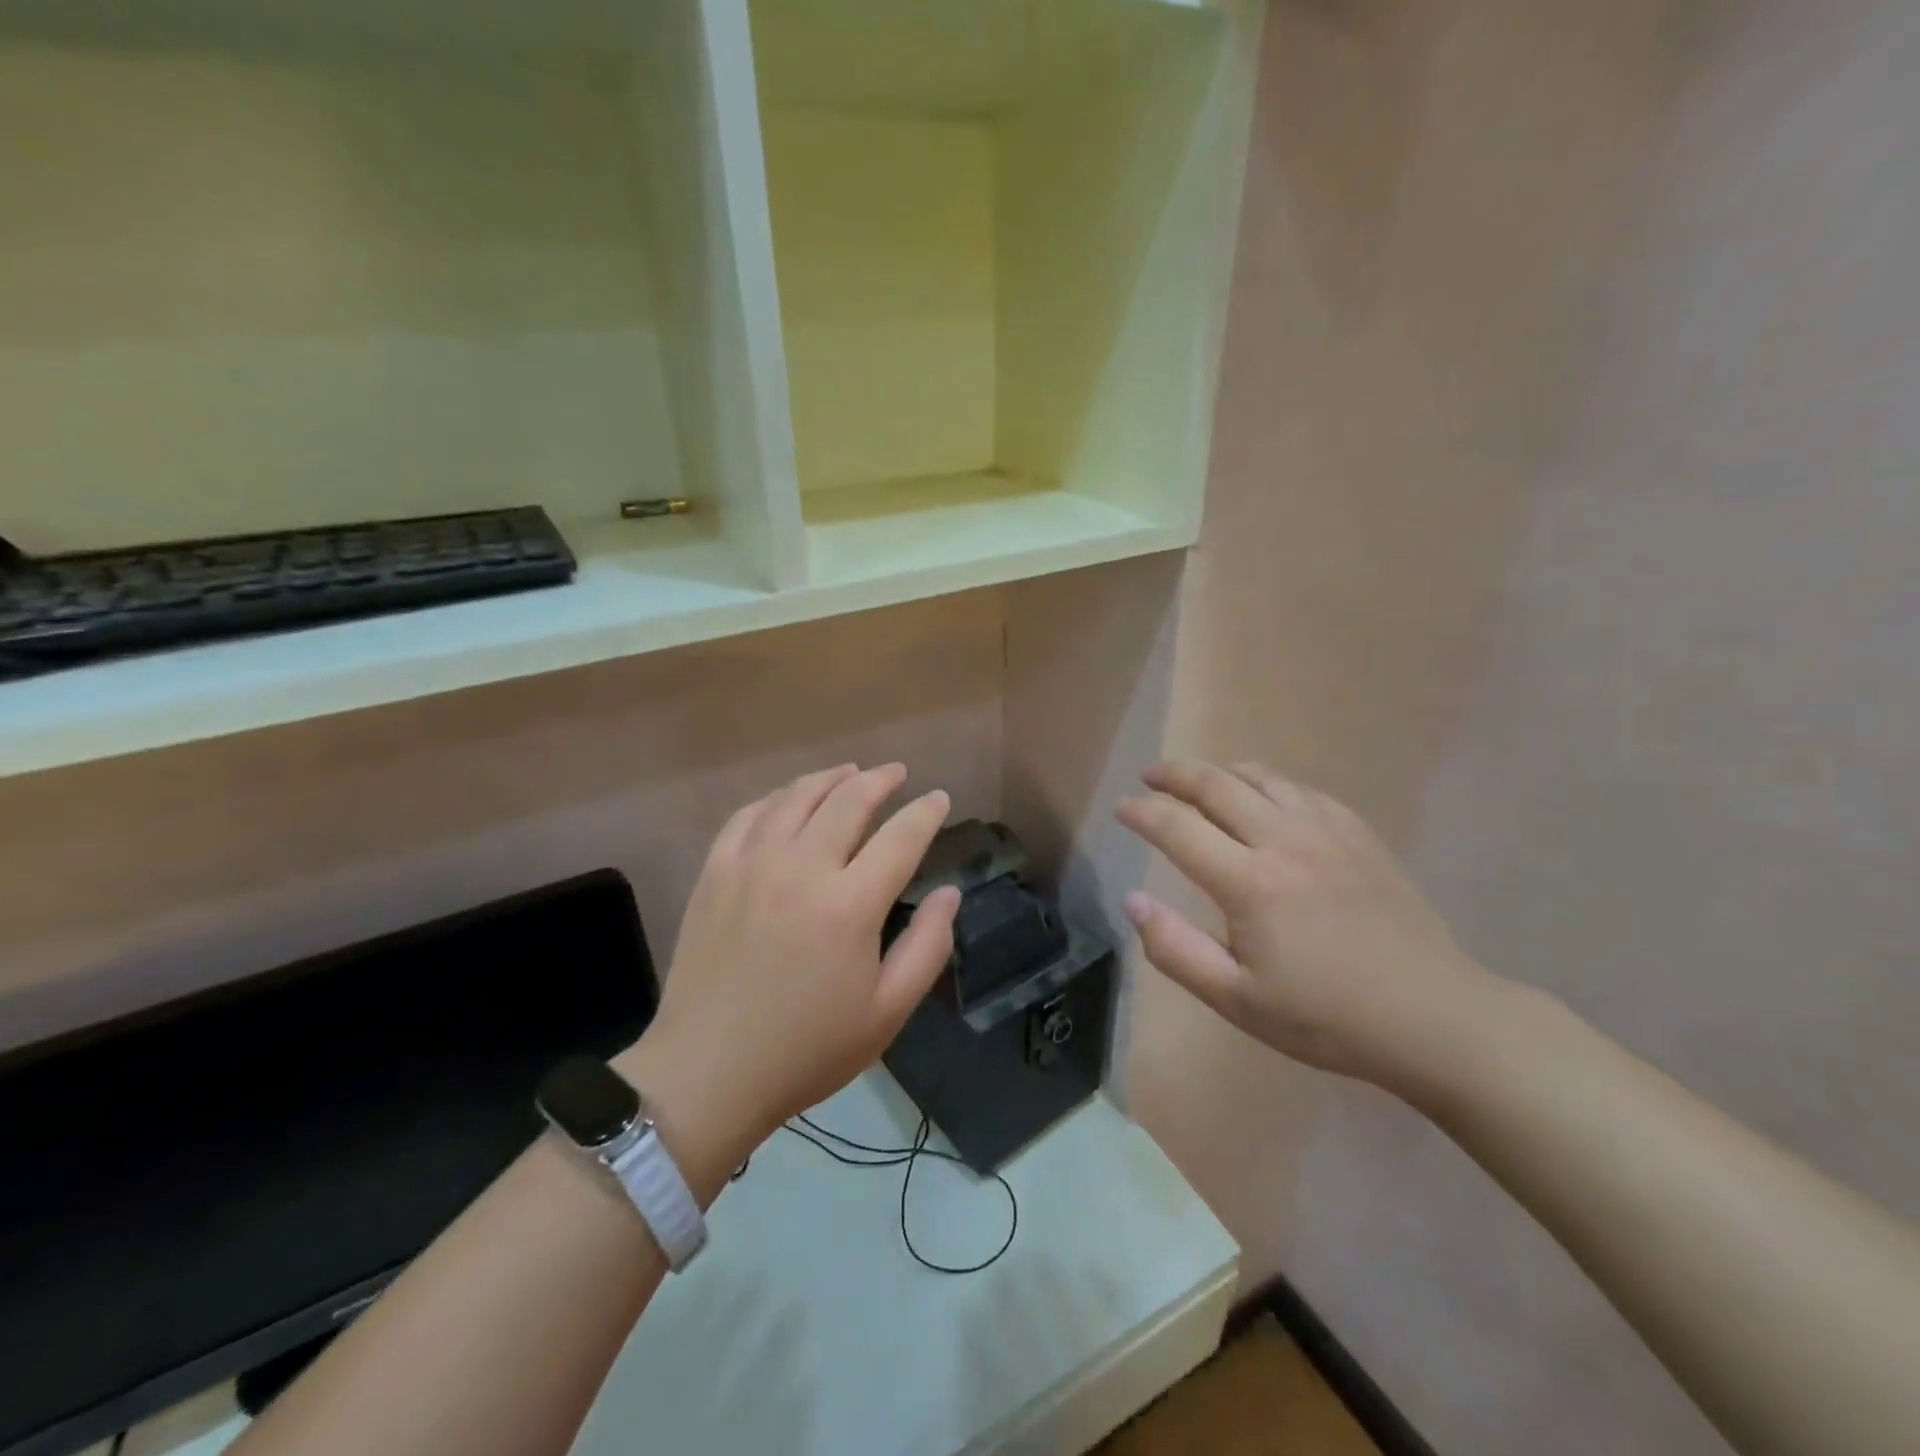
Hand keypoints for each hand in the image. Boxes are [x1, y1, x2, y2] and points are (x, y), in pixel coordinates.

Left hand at [617, 764, 958, 1191]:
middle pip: (848, 801)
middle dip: (880, 780)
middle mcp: (801, 869)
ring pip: (796, 797)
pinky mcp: (715, 873)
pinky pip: (748, 815)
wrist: (707, 1073)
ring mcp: (751, 865)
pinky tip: (788, 799)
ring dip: (829, 778)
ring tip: (849, 772)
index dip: (926, 812)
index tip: (939, 798)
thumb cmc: (807, 1050)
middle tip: (897, 773)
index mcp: (850, 905)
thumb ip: (927, 946)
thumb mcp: (887, 1012)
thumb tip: (950, 893)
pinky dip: (776, 798)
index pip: (900, 837)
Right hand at [1117, 760, 1498, 1088]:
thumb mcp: (1237, 1000)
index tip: (1122, 808)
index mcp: (1249, 882)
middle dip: (1174, 775)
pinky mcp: (1359, 835)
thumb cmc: (1326, 1018)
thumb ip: (1175, 949)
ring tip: (1200, 781)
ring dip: (1220, 772)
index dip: (1142, 813)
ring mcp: (1327, 831)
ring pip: (1261, 777)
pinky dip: (1269, 783)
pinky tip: (1265, 799)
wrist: (1435, 1018)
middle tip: (1150, 777)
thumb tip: (1133, 901)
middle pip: (1216, 785)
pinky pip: (1302, 790)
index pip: (1177, 827)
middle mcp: (1284, 840)